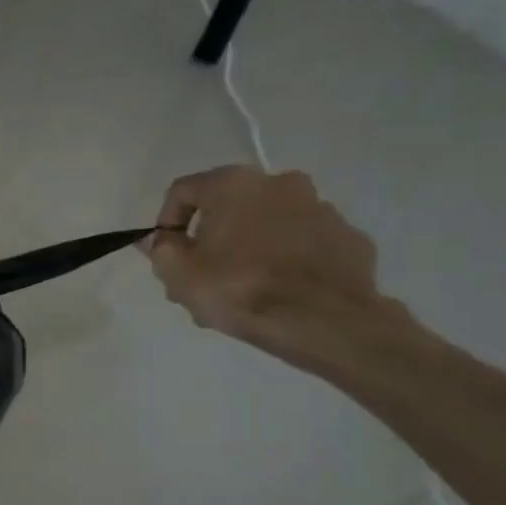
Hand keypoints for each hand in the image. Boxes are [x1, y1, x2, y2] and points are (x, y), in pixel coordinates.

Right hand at [144, 166, 387, 362]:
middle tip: (200, 277)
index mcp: (234, 184)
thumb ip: (160, 248)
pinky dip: (285, 258)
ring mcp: (321, 209)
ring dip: (247, 248)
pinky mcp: (349, 237)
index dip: (166, 221)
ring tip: (239, 289)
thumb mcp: (178, 272)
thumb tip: (157, 238)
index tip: (166, 253)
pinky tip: (278, 290)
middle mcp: (280, 183)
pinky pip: (302, 242)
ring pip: (267, 224)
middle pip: (227, 208)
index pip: (183, 191)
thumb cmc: (239, 288)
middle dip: (209, 239)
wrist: (324, 321)